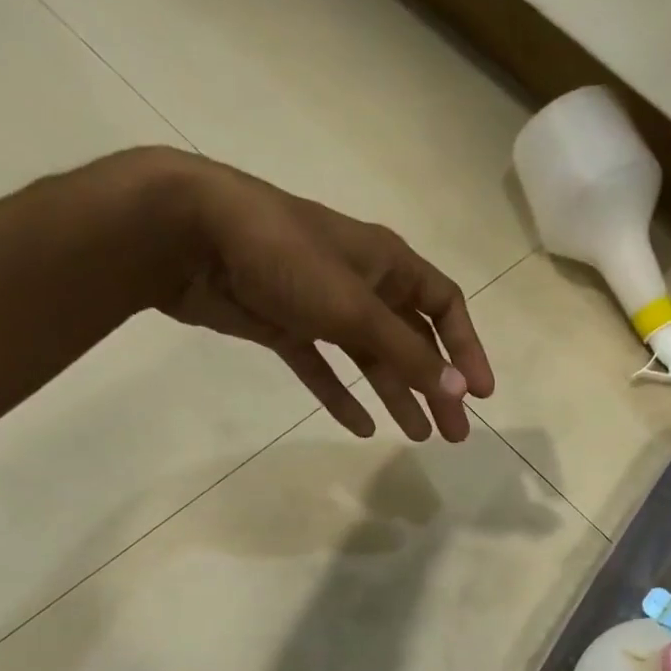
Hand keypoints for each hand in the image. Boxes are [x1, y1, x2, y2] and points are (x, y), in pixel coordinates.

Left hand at [151, 150, 493, 442]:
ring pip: (372, 358)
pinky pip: (323, 367)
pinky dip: (341, 395)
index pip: (445, 306)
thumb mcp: (355, 308)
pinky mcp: (285, 325)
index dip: (467, 349)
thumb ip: (408, 353)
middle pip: (413, 341)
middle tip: (454, 433)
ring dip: (396, 395)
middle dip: (437, 386)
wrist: (188, 234)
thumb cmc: (285, 257)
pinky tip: (359, 426)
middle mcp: (361, 283)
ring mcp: (322, 305)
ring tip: (417, 436)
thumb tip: (459, 391)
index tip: (482, 394)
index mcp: (387, 265)